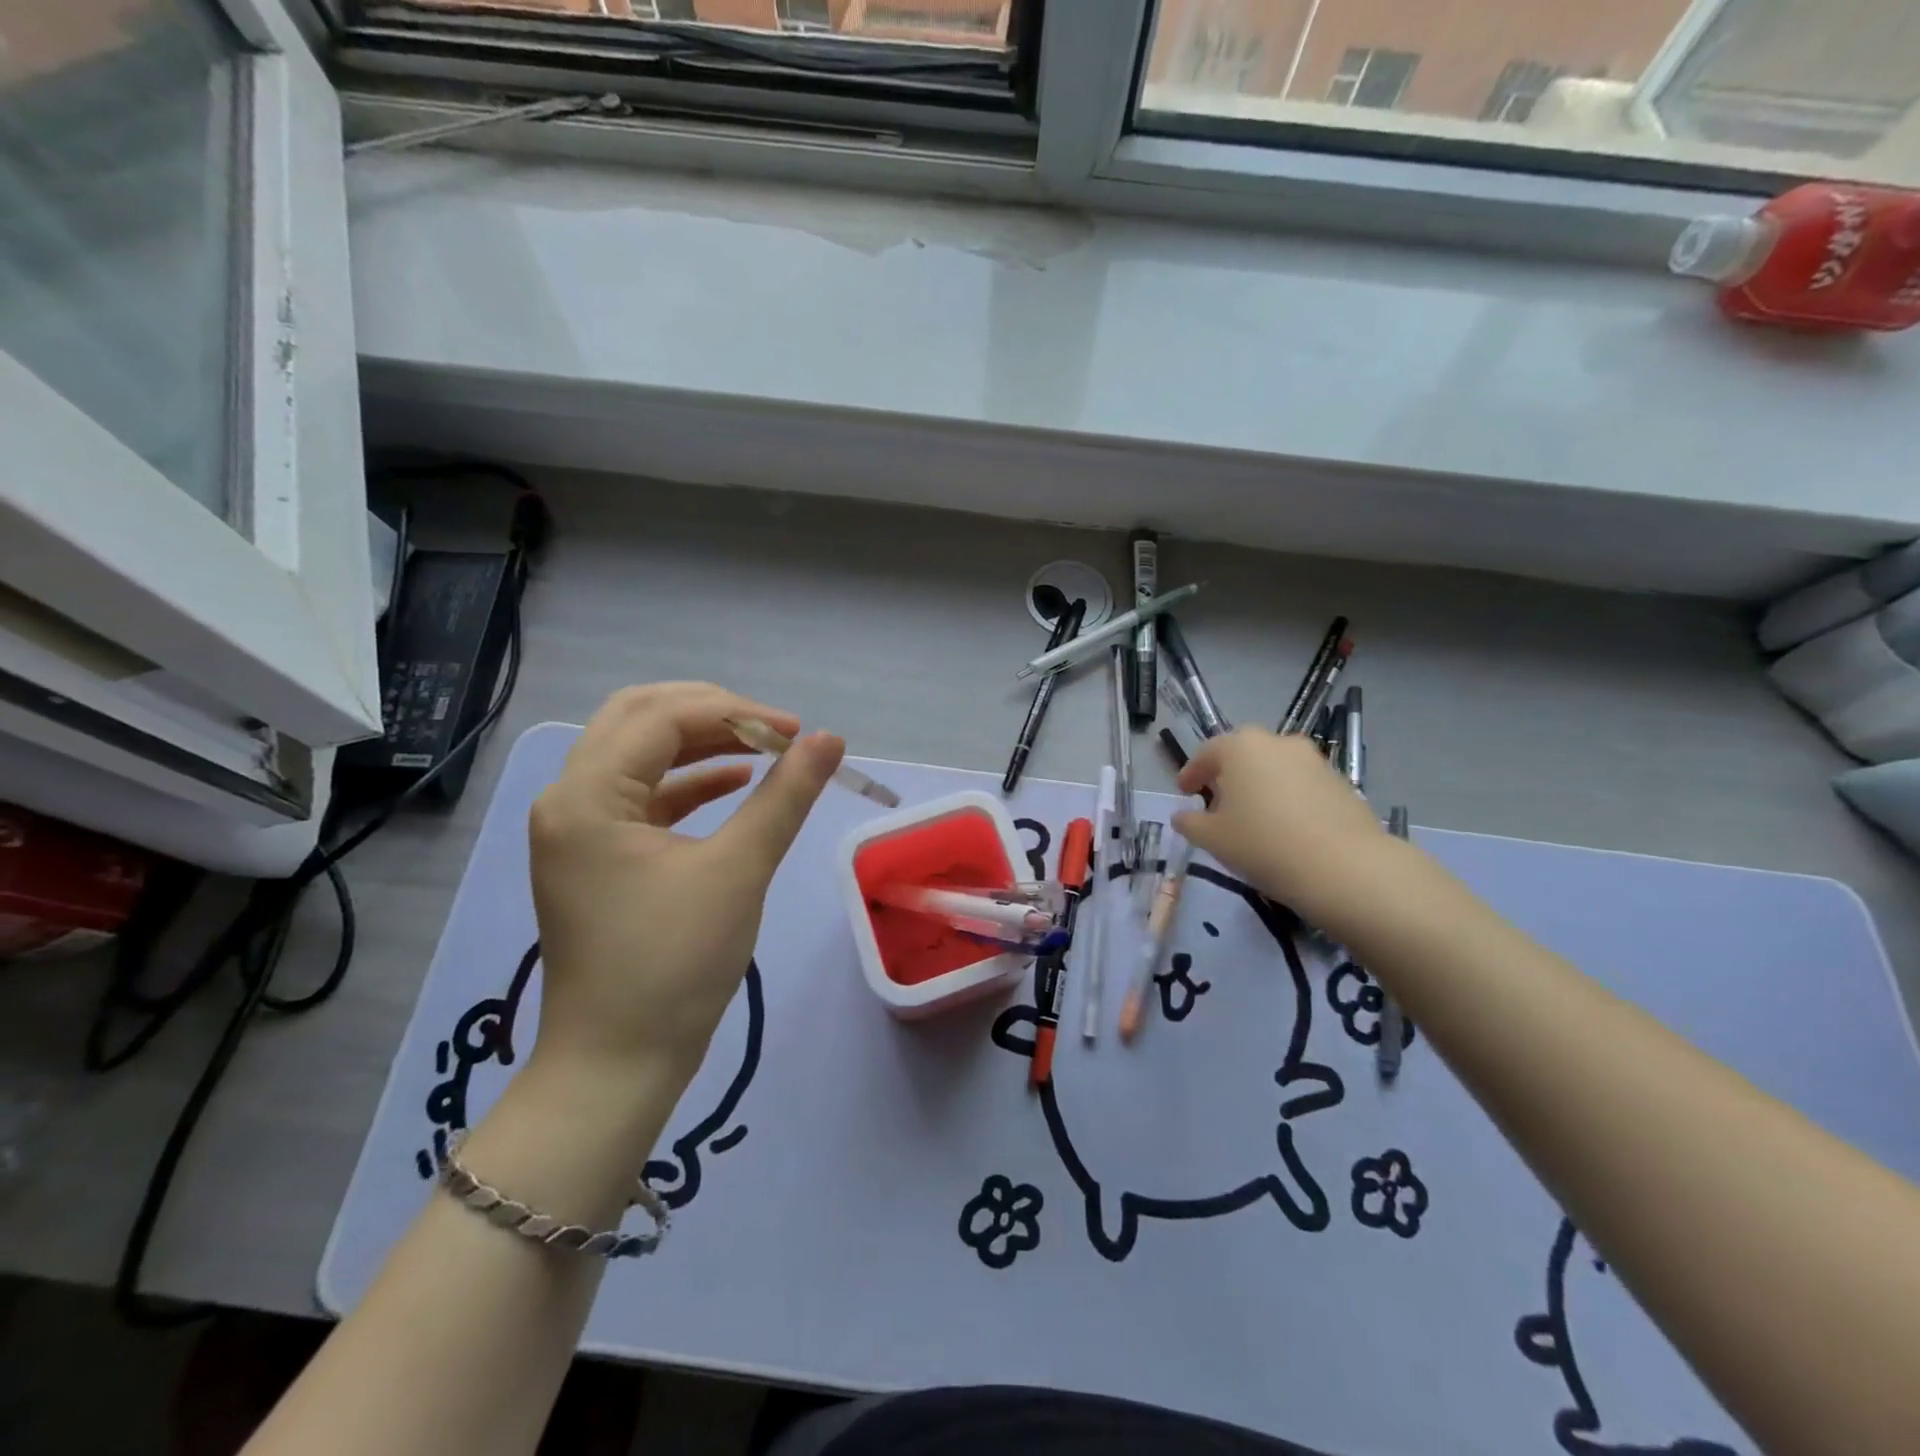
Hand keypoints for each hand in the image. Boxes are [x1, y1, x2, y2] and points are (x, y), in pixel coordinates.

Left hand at [527, 683, 844, 1100]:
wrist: (618, 1064)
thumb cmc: (674, 963)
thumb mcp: (739, 870)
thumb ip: (785, 795)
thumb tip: (829, 740)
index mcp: (586, 796)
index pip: (662, 718)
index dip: (735, 713)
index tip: (796, 732)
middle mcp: (568, 800)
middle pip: (637, 720)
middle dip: (709, 713)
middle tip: (770, 728)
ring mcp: (577, 830)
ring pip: (638, 755)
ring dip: (700, 743)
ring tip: (762, 748)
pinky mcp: (596, 856)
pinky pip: (641, 795)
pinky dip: (688, 782)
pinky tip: (734, 783)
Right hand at [1173, 727, 1390, 931]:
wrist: (1345, 868)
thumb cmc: (1263, 845)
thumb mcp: (1212, 838)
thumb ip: (1190, 823)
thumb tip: (1183, 816)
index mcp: (1240, 747)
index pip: (1206, 753)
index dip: (1191, 773)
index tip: (1184, 793)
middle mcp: (1277, 743)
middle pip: (1243, 754)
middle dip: (1228, 775)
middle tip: (1218, 803)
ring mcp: (1313, 760)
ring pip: (1275, 768)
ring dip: (1260, 785)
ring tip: (1254, 818)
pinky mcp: (1340, 782)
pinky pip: (1301, 784)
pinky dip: (1287, 798)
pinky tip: (1285, 827)